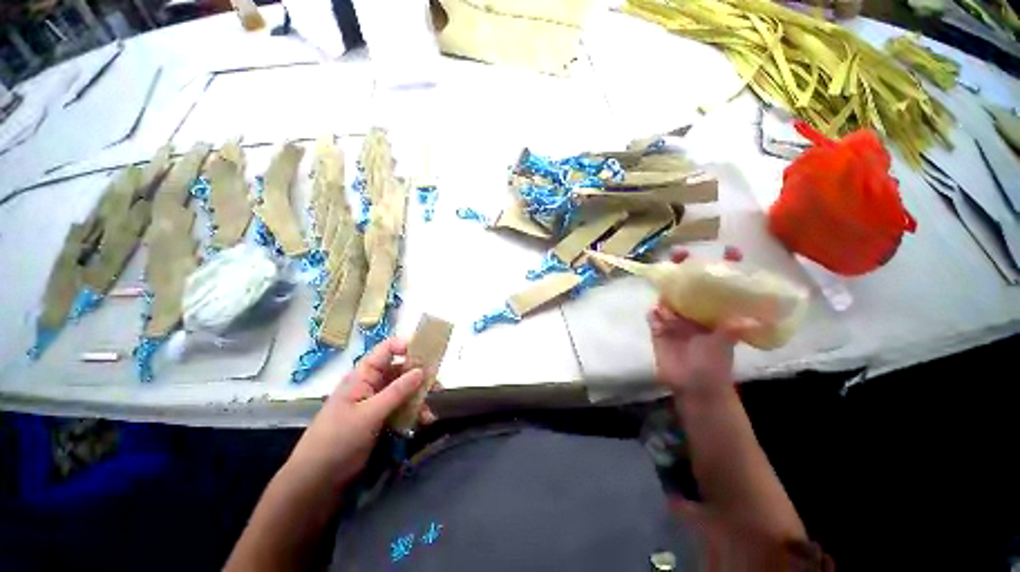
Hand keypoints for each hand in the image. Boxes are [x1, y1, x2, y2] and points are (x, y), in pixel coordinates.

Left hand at [287, 338, 435, 487]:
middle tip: (437, 386)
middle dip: (420, 377)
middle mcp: (372, 383)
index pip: (387, 350)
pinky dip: (414, 412)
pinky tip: (424, 422)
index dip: (406, 346)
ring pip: (405, 390)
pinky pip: (403, 407)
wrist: (318, 479)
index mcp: (363, 375)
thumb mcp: (369, 414)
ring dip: (420, 398)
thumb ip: (397, 391)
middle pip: (401, 370)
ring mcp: (377, 401)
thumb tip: (422, 370)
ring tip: (430, 412)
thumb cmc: (338, 439)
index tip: (426, 355)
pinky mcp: (382, 417)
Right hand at [648, 246, 746, 400]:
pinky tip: (658, 314)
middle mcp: (693, 311)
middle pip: (688, 285)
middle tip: (680, 254)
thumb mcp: (724, 345)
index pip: (720, 286)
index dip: (725, 268)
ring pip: (667, 297)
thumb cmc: (713, 365)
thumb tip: (749, 319)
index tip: (730, 250)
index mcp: (713, 312)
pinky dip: (654, 314)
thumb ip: (730, 331)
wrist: (693, 387)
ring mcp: (674, 320)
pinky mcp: (659, 329)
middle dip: (683, 268)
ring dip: (665, 288)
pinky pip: (653, 316)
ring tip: (664, 279)